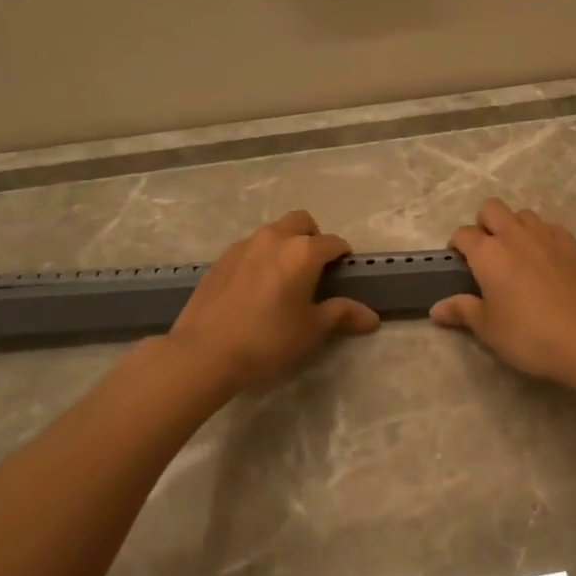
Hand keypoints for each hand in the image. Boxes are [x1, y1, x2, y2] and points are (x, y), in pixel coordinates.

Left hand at [168, 211, 378, 390]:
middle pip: (301, 222)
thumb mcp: (312, 330)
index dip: (343, 257)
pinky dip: (260, 258)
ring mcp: (243, 246)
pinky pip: (249, 248)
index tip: (344, 275)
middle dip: (313, 237)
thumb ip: (342, 315)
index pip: (334, 243)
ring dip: (284, 245)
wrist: (203, 353)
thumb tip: (372, 317)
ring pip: (272, 232)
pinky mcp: (219, 260)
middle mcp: (274, 238)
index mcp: (303, 251)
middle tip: (314, 269)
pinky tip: (255, 289)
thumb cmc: (268, 340)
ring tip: (283, 279)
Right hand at [430, 198, 575, 386]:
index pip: (463, 234)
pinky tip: (542, 257)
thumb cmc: (527, 335)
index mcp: (488, 253)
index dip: (457, 245)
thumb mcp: (487, 328)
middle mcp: (514, 235)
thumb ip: (461, 311)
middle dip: (483, 224)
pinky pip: (549, 226)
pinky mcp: (570, 245)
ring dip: (512, 226)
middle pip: (492, 209)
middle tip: (485, 253)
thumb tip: (436, 309)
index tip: (458, 263)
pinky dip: (540, 234)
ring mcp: (546, 236)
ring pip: (522, 214)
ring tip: (514, 253)